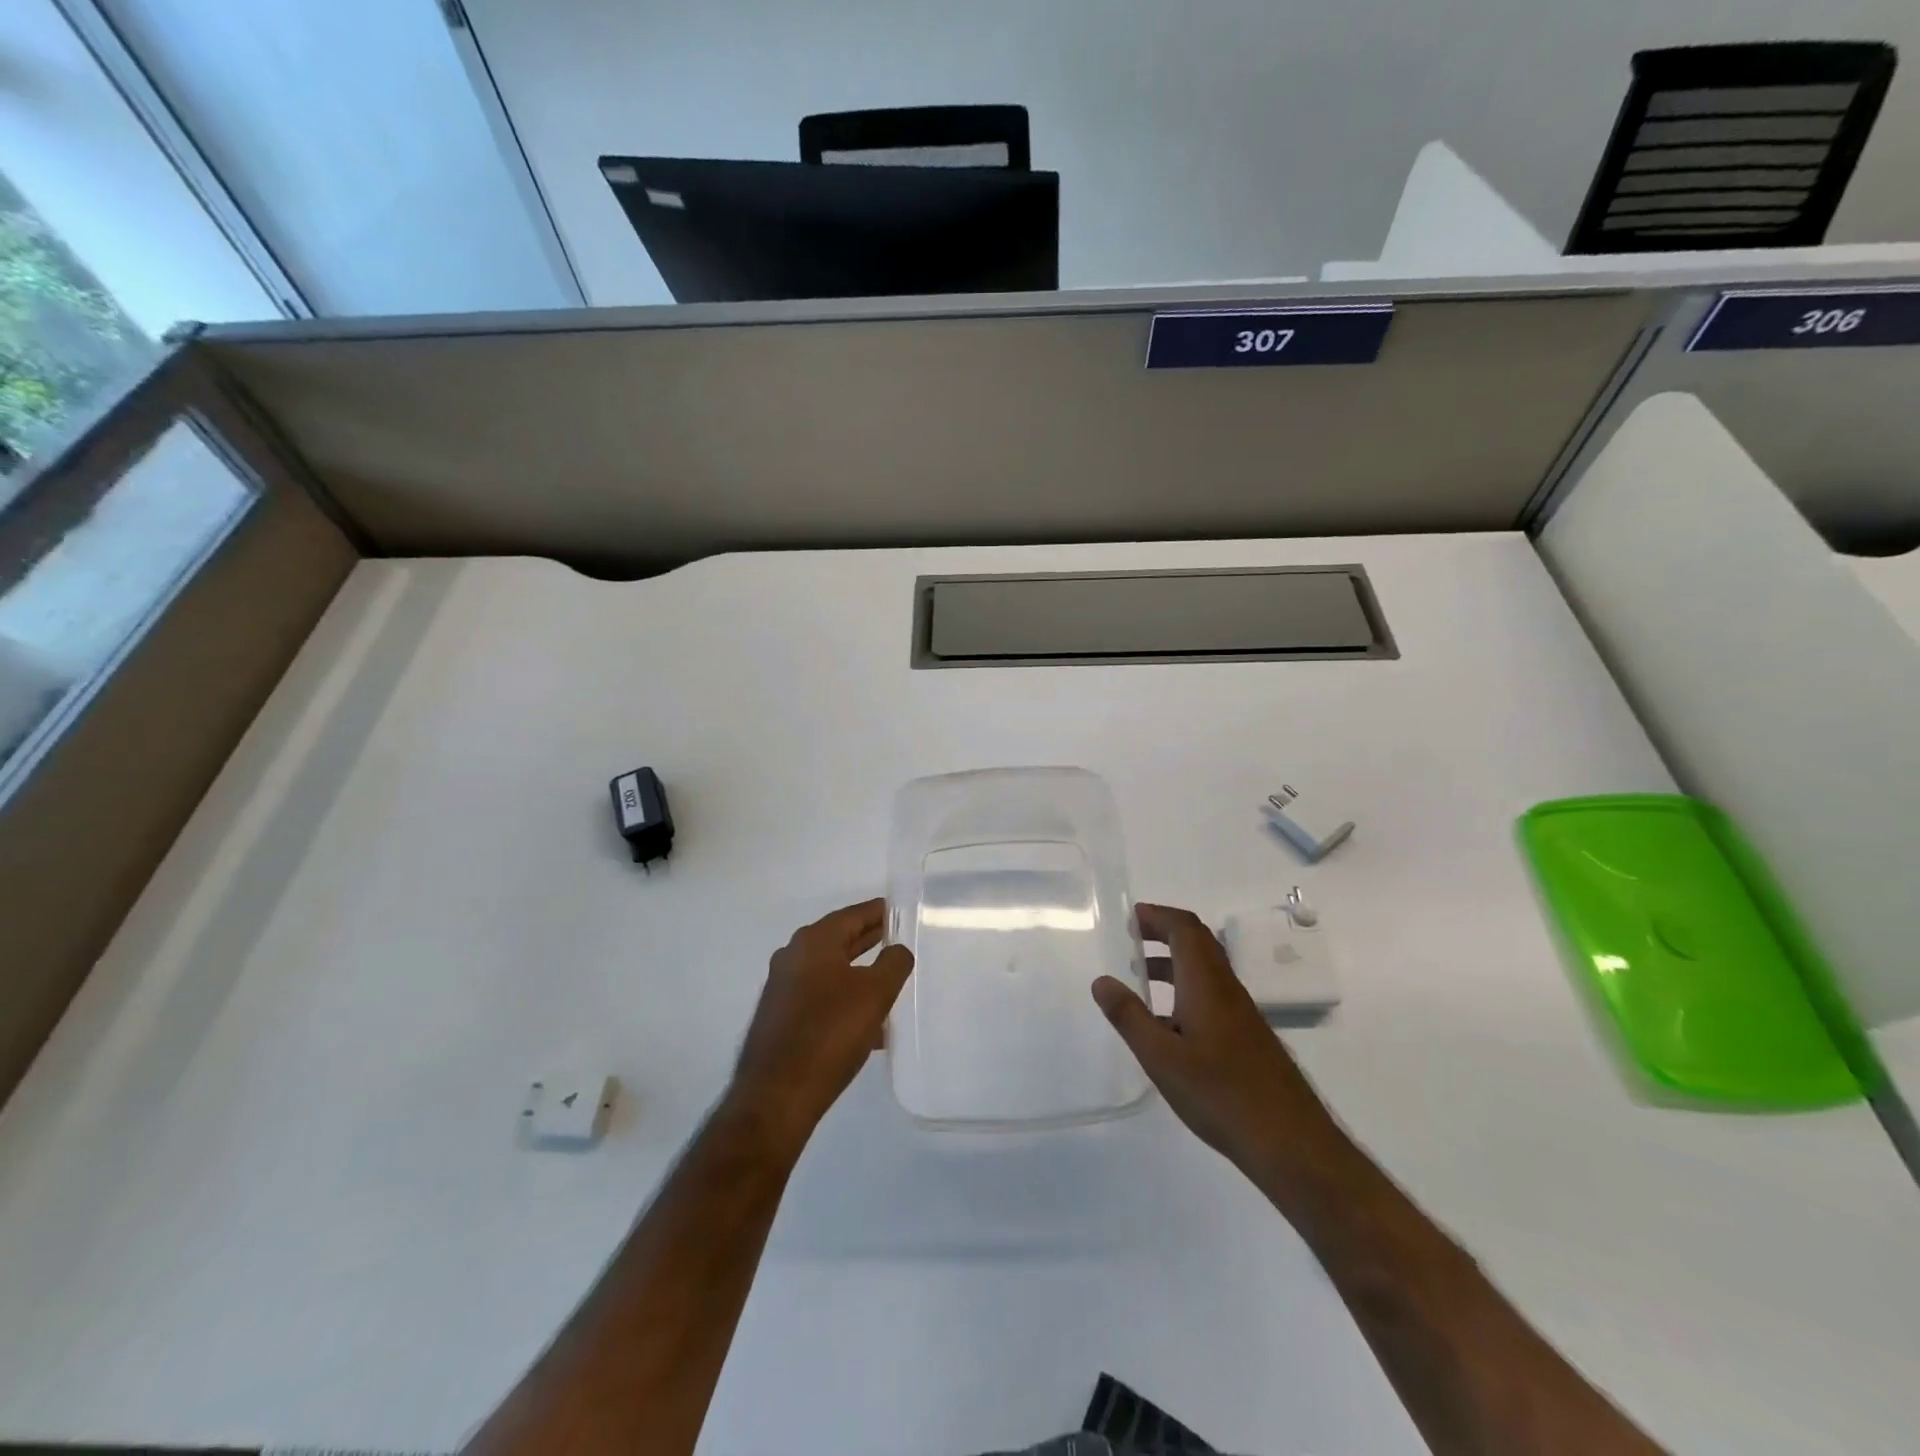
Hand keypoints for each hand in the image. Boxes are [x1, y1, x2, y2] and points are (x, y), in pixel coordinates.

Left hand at [728, 899, 912, 1155]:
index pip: (852, 915)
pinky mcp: (781, 1019)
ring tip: (891, 982)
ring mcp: (783, 989)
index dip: (878, 912)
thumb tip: (898, 950)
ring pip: (831, 971)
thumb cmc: (829, 1033)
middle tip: (899, 939)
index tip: (900, 910)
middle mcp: (793, 958)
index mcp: (813, 942)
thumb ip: (893, 963)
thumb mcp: (875, 994)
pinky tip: (870, 1026)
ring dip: (859, 974)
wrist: (777, 1095)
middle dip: (869, 940)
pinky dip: (845, 1000)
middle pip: (839, 940)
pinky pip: (821, 998)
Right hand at [1092, 902, 1334, 1179]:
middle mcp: (1227, 988)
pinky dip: (1186, 987)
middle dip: (1165, 932)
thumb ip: (1129, 1017)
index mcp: (1206, 984)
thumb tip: (1101, 981)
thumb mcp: (1162, 1058)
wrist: (1290, 1142)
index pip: (1184, 929)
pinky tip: (1169, 1022)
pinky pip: (1213, 993)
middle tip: (1132, 937)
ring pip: (1206, 969)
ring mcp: (1241, 1013)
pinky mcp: (1248, 1036)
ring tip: (1142, 974)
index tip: (1130, 917)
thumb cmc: (1220, 1094)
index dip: (1158, 916)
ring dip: (1174, 960)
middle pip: (1198, 942)